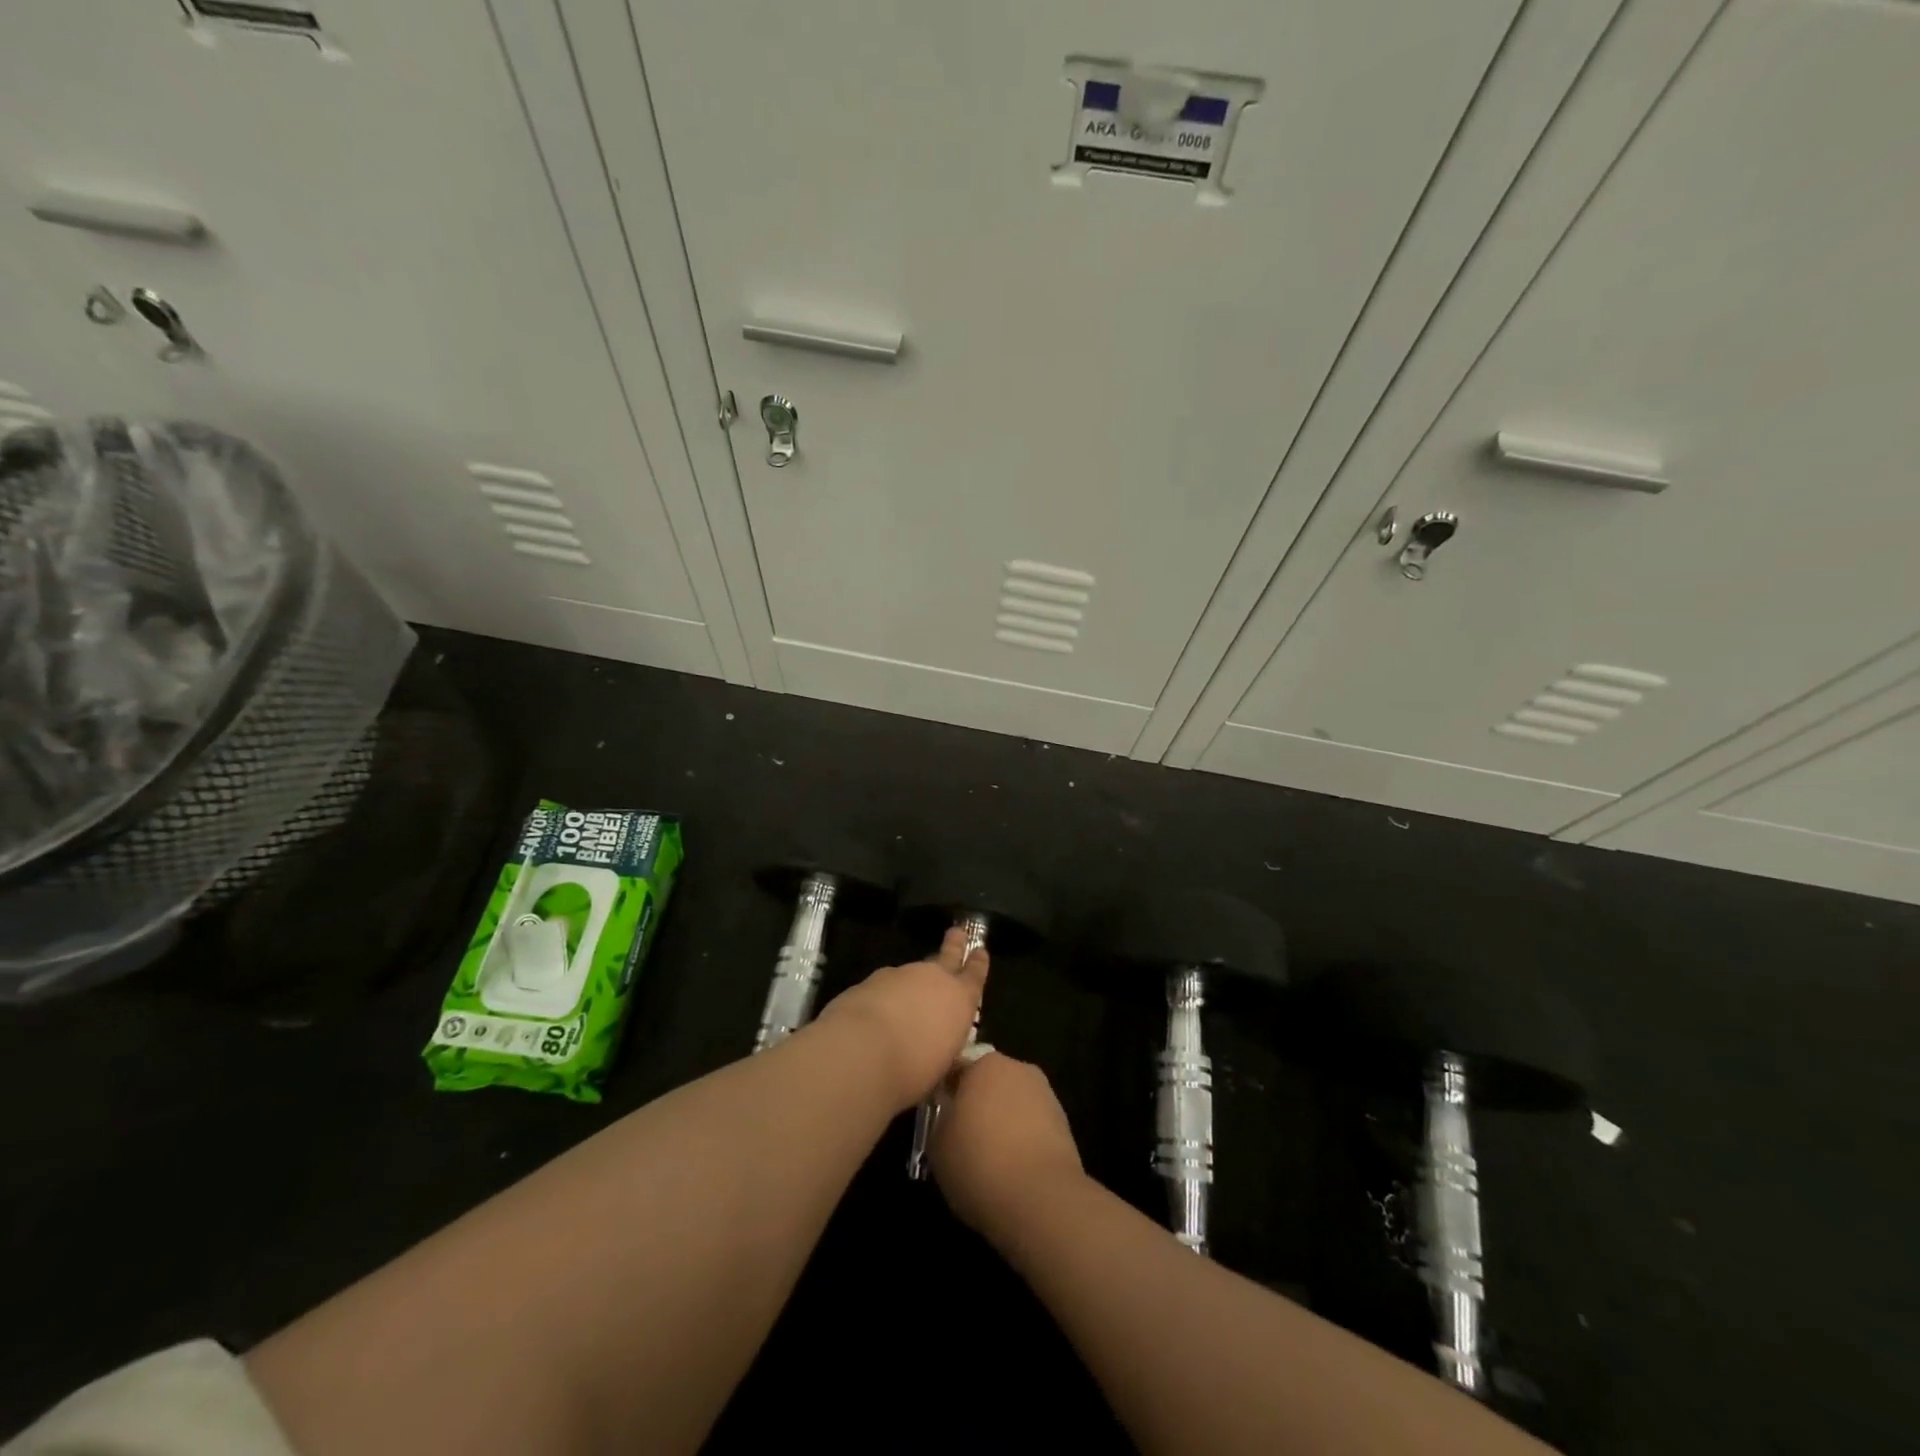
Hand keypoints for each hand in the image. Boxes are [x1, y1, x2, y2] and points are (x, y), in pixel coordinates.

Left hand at [814, 925, 987, 1111]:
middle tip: (958, 931)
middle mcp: (933, 978)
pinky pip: (884, 986)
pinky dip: (885, 996)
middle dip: (954, 944)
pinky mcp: (869, 981)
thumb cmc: (914, 1069)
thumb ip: (942, 1047)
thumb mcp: (941, 1066)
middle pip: (947, 954)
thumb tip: (937, 1047)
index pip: (975, 974)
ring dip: (912, 981)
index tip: (980, 950)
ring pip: (911, 972)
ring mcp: (899, 975)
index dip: (978, 963)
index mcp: (959, 999)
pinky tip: (877, 1014)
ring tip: (909, 998)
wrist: (862, 1051)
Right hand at [929, 1050, 1084, 1242]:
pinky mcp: (1064, 1124)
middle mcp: (1018, 1068)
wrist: (1040, 1199)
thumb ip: (941, 1119)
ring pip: (1013, 1103)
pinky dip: (1022, 1140)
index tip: (939, 1118)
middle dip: (978, 1103)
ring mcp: (1046, 1094)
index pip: (957, 1068)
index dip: (946, 1092)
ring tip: (989, 1159)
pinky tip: (1013, 1168)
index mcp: (984, 1063)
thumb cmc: (979, 1163)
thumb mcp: (937, 1144)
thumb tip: (950, 1115)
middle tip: (963, 1138)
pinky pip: (1032, 1126)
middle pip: (989, 1082)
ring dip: (1002, 1121)